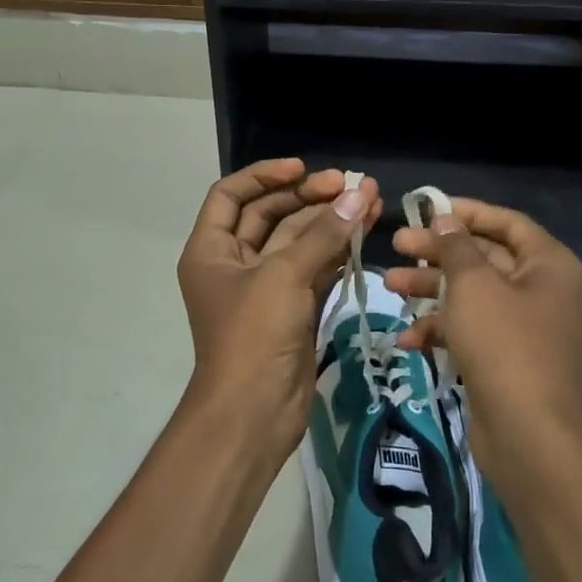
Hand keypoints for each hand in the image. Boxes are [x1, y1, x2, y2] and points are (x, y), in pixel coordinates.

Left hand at [176, 159, 380, 458]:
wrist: (254, 412)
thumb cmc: (253, 335)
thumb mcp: (283, 277)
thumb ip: (322, 234)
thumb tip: (358, 194)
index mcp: (211, 250)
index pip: (231, 195)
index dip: (265, 176)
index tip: (303, 170)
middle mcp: (235, 263)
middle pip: (270, 215)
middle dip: (309, 197)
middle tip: (349, 185)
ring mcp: (266, 287)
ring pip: (299, 242)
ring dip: (331, 221)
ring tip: (370, 198)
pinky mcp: (293, 308)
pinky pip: (316, 268)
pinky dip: (338, 250)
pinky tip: (366, 230)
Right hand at [385, 200, 581, 483]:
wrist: (527, 433)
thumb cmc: (503, 343)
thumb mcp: (473, 284)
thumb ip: (455, 246)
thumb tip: (445, 219)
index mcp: (548, 264)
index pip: (506, 222)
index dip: (466, 212)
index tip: (427, 209)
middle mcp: (541, 290)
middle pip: (484, 257)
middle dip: (438, 252)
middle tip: (397, 244)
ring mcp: (524, 327)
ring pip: (472, 294)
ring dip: (431, 289)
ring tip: (389, 285)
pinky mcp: (505, 358)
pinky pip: (471, 330)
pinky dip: (441, 329)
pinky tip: (406, 338)